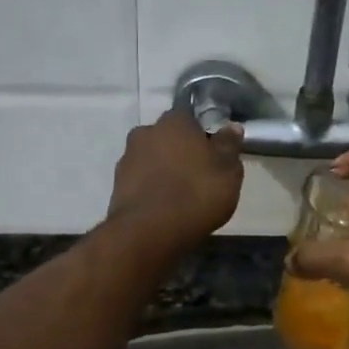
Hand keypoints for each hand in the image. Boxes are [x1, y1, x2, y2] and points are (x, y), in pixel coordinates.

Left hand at [104, 111, 243, 253]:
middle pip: (167, 137)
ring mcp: (127, 158)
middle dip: (179, 151)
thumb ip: (229, 146)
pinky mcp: (116, 185)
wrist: (148, 232)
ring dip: (162, 170)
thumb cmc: (196, 194)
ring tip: (179, 195)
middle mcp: (146, 132)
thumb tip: (232, 127)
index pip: (189, 117)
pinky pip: (140, 181)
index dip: (201, 134)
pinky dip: (150, 188)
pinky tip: (162, 207)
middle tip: (197, 174)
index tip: (211, 153)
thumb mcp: (228, 172)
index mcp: (174, 122)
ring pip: (151, 159)